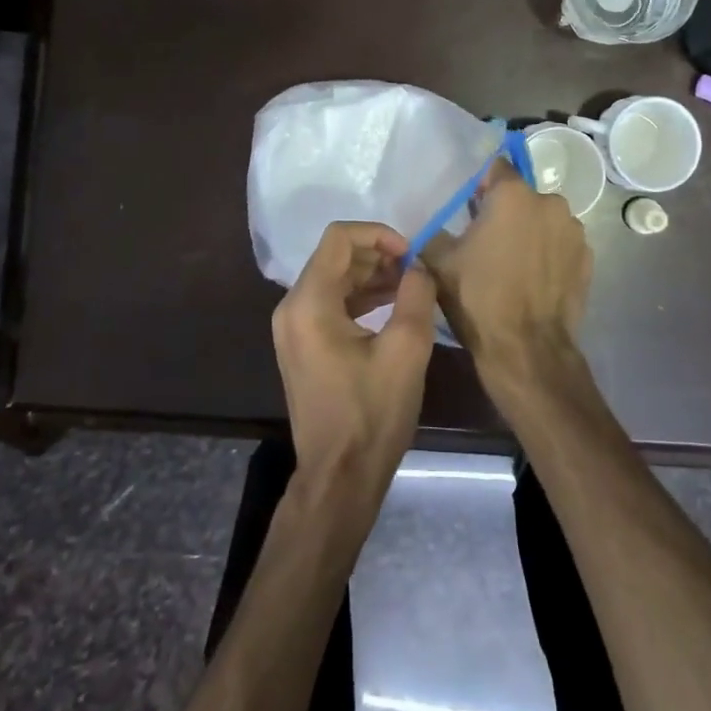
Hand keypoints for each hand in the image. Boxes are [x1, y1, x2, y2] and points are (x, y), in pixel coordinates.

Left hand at [272, 222, 438, 505]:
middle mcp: (292, 308)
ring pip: (333, 279)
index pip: (339, 238)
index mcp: (309, 303)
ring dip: (371, 275)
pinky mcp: (303, 346)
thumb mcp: (406, 349)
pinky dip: (360, 297)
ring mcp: (293, 329)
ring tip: (410, 286)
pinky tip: (392, 306)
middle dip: (377, 254)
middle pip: (334, 257)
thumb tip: (417, 267)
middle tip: (415, 269)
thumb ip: (415, 294)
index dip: (378, 234)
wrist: (340, 476)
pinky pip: (330, 304)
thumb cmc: (372, 413)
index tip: (411, 253)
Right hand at [422, 160, 592, 402]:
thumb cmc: (479, 298)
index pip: (496, 169)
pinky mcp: (588, 259)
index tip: (469, 209)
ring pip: (544, 221)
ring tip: (512, 265)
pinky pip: (561, 245)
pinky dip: (549, 254)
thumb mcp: (439, 263)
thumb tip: (429, 226)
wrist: (527, 350)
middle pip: (522, 196)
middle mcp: (550, 203)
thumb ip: (432, 233)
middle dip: (506, 212)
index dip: (480, 186)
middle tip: (486, 242)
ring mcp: (574, 231)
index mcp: (514, 195)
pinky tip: (533, 280)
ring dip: (530, 232)